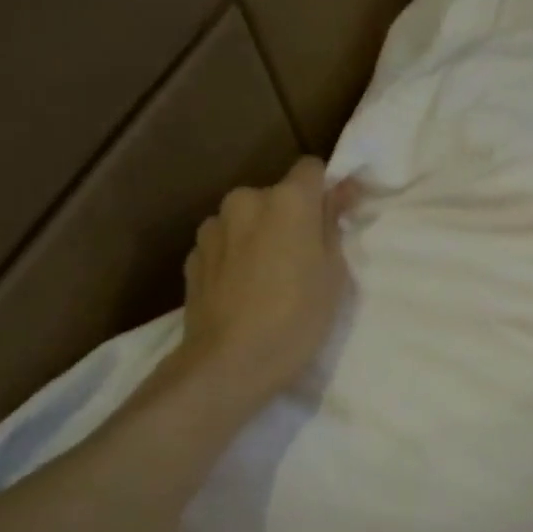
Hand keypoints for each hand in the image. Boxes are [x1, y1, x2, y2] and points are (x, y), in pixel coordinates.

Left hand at [173, 157, 361, 406]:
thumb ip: (333, 224)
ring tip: (269, 277)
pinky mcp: (192, 255)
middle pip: (276, 195)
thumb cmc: (297, 318)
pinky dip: (236, 255)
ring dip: (260, 234)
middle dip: (290, 216)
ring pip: (247, 219)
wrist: (229, 363)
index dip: (326, 188)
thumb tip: (340, 190)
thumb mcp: (333, 273)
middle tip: (303, 258)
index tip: (334, 216)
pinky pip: (224, 243)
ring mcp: (213, 227)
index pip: (311, 168)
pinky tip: (243, 290)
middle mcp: (245, 200)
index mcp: (287, 200)